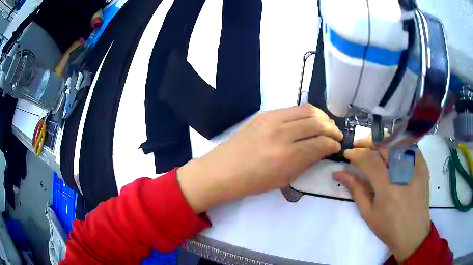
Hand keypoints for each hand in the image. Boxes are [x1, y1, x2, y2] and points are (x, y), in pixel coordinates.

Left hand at [178, 104, 342, 212]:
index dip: (333, 144)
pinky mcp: (264, 114)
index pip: (321, 143)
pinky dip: (306, 113)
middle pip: (317, 123)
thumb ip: (307, 161)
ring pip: (307, 110)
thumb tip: (322, 149)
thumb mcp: (285, 178)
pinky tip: (309, 120)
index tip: (337, 146)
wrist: (224, 170)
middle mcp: (282, 133)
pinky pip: (292, 109)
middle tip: (336, 135)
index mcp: (287, 155)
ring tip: (327, 125)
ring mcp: (272, 119)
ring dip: (322, 117)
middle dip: (332, 129)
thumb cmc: (254, 182)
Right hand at [333, 138, 430, 260]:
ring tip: (376, 149)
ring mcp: (415, 167)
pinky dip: (399, 146)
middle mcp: (402, 173)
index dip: (356, 153)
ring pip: (397, 143)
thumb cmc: (388, 228)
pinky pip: (410, 147)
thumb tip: (340, 173)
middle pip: (383, 146)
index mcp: (386, 187)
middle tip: (360, 147)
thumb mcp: (368, 213)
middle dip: (368, 143)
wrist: (413, 233)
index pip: (369, 160)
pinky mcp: (423, 166)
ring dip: (383, 143)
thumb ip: (356, 189)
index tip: (348, 153)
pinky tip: (394, 153)